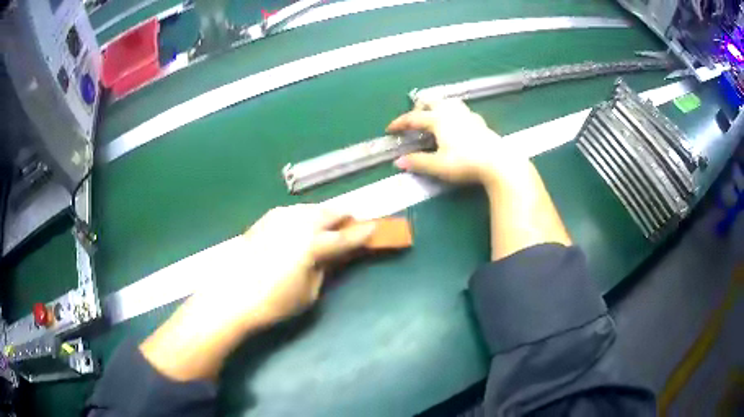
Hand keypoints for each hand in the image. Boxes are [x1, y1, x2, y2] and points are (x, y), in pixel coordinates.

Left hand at [140, 204, 375, 380]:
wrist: (231, 296)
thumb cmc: (274, 302)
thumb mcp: (309, 292)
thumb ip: (326, 269)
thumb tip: (335, 256)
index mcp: (314, 243)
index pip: (348, 236)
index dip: (365, 233)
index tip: (377, 229)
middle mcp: (299, 222)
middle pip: (331, 212)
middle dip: (345, 218)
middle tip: (353, 226)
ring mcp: (280, 216)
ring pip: (312, 209)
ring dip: (324, 216)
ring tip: (328, 227)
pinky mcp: (266, 218)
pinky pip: (293, 212)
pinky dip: (304, 218)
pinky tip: (301, 228)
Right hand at [388, 99, 531, 185]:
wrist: (498, 163)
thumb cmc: (466, 163)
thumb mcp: (439, 166)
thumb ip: (418, 162)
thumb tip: (398, 162)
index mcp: (438, 120)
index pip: (413, 118)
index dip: (400, 123)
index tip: (390, 129)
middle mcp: (452, 113)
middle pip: (431, 101)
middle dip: (419, 107)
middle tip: (414, 118)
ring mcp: (467, 115)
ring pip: (448, 102)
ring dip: (437, 105)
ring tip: (434, 116)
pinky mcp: (479, 122)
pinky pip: (462, 110)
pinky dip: (454, 112)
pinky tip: (457, 122)